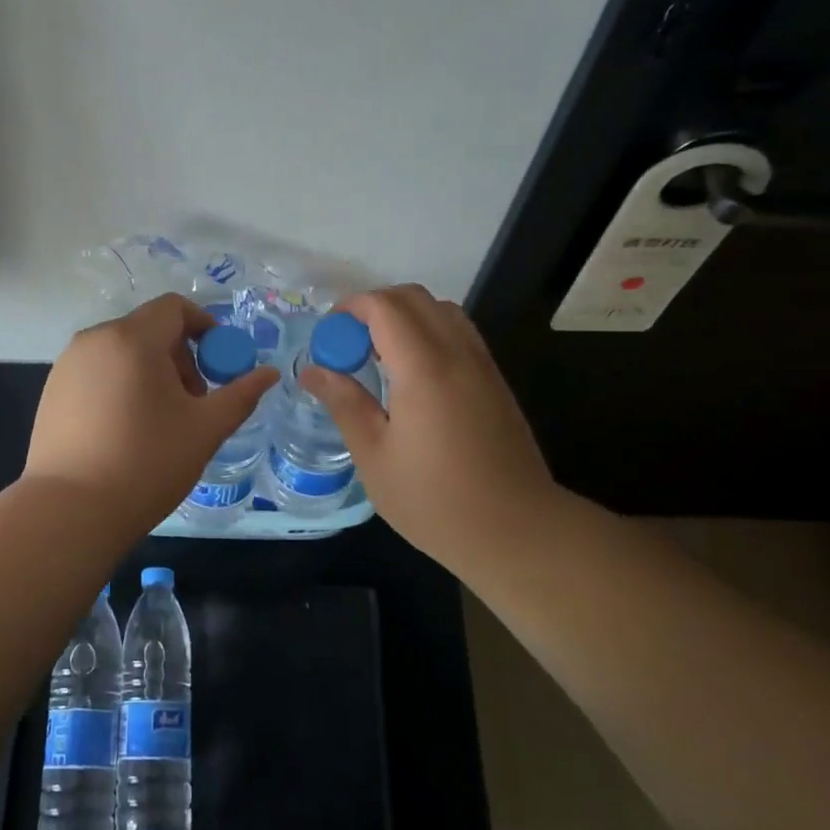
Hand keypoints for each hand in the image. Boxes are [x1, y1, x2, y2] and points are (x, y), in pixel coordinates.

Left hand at [25, 294, 279, 533]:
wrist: (70, 510)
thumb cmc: (146, 463)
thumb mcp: (204, 430)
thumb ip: (240, 395)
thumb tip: (269, 373)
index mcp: (132, 338)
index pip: (174, 308)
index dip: (204, 327)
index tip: (218, 364)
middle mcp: (94, 339)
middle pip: (148, 329)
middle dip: (179, 356)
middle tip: (192, 402)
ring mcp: (67, 364)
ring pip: (121, 351)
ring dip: (149, 371)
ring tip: (159, 420)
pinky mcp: (51, 390)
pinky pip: (97, 371)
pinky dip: (120, 384)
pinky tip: (124, 430)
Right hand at [300, 284, 565, 569]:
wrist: (518, 532)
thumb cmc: (435, 501)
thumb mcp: (374, 457)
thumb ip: (344, 403)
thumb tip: (312, 370)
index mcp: (423, 369)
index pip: (385, 307)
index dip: (351, 308)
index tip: (328, 336)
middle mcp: (457, 354)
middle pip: (414, 298)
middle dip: (374, 307)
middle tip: (348, 344)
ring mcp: (482, 365)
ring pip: (441, 310)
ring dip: (404, 317)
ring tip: (379, 356)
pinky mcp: (495, 381)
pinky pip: (459, 333)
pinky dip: (428, 332)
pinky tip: (412, 375)